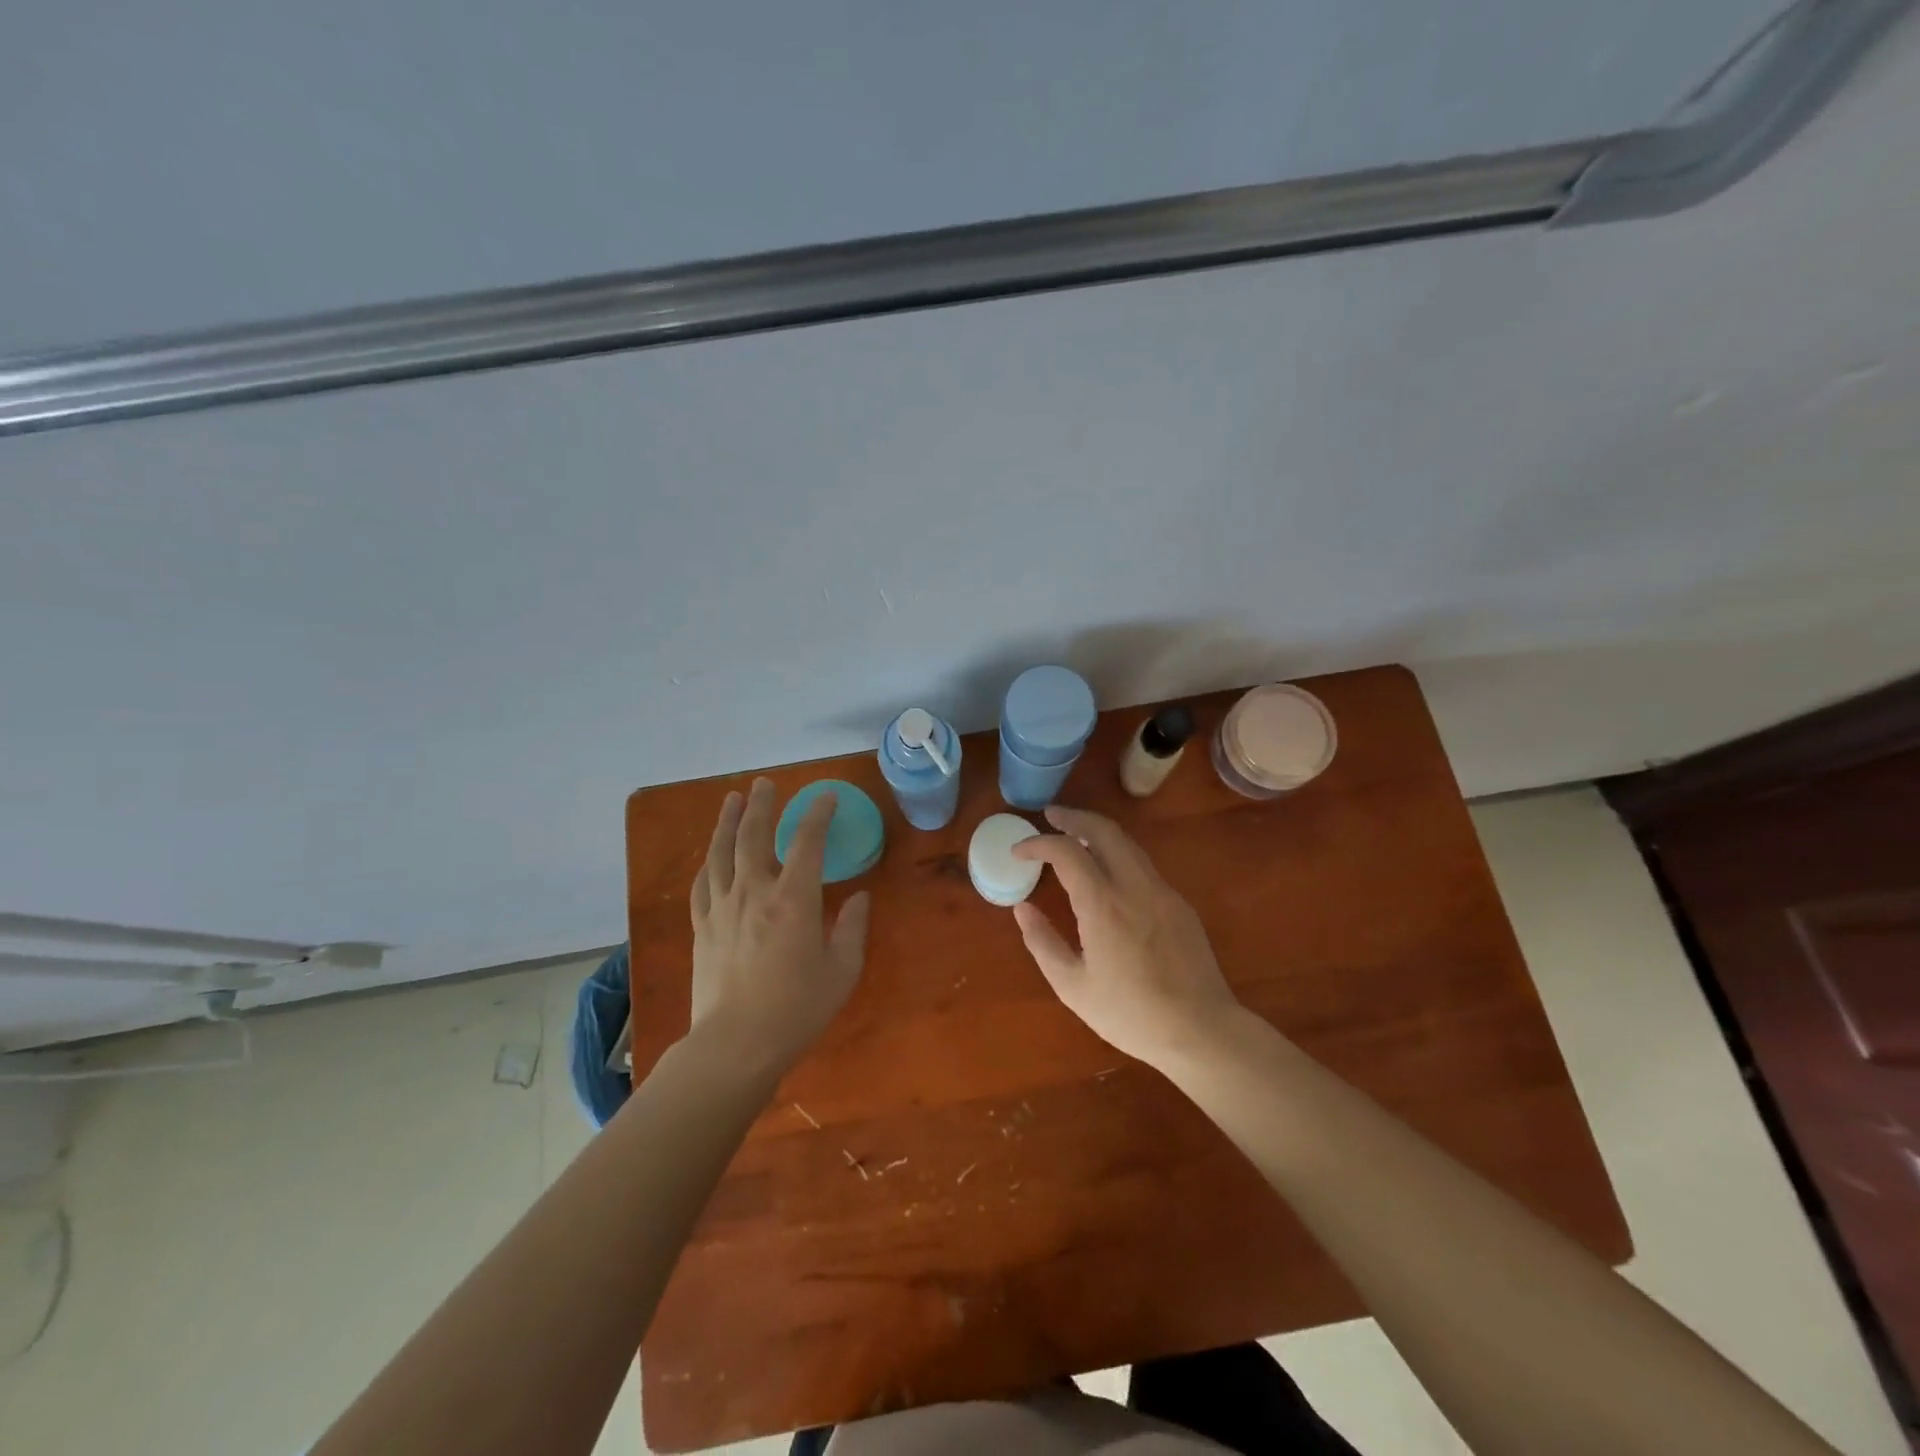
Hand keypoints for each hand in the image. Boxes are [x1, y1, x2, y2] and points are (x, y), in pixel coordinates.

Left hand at [689, 778, 870, 1073]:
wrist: (736, 1045)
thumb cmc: (797, 1010)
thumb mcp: (842, 971)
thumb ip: (852, 929)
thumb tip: (860, 899)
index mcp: (793, 899)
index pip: (807, 842)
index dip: (817, 814)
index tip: (826, 797)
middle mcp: (754, 892)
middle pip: (753, 835)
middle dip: (761, 804)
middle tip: (764, 783)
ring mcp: (722, 908)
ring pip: (721, 852)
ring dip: (727, 821)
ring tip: (732, 799)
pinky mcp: (702, 927)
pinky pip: (703, 883)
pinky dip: (709, 861)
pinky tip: (711, 854)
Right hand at [1011, 806, 1242, 1068]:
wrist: (1201, 1031)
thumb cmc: (1130, 1014)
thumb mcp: (1073, 987)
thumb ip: (1042, 942)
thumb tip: (1022, 908)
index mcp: (1103, 905)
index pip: (1066, 852)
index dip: (1038, 844)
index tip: (1019, 851)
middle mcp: (1135, 886)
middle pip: (1103, 830)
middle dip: (1073, 817)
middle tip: (1050, 816)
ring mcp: (1162, 891)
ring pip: (1127, 843)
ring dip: (1097, 832)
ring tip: (1074, 838)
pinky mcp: (1179, 903)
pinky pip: (1143, 865)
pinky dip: (1118, 854)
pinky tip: (1107, 873)